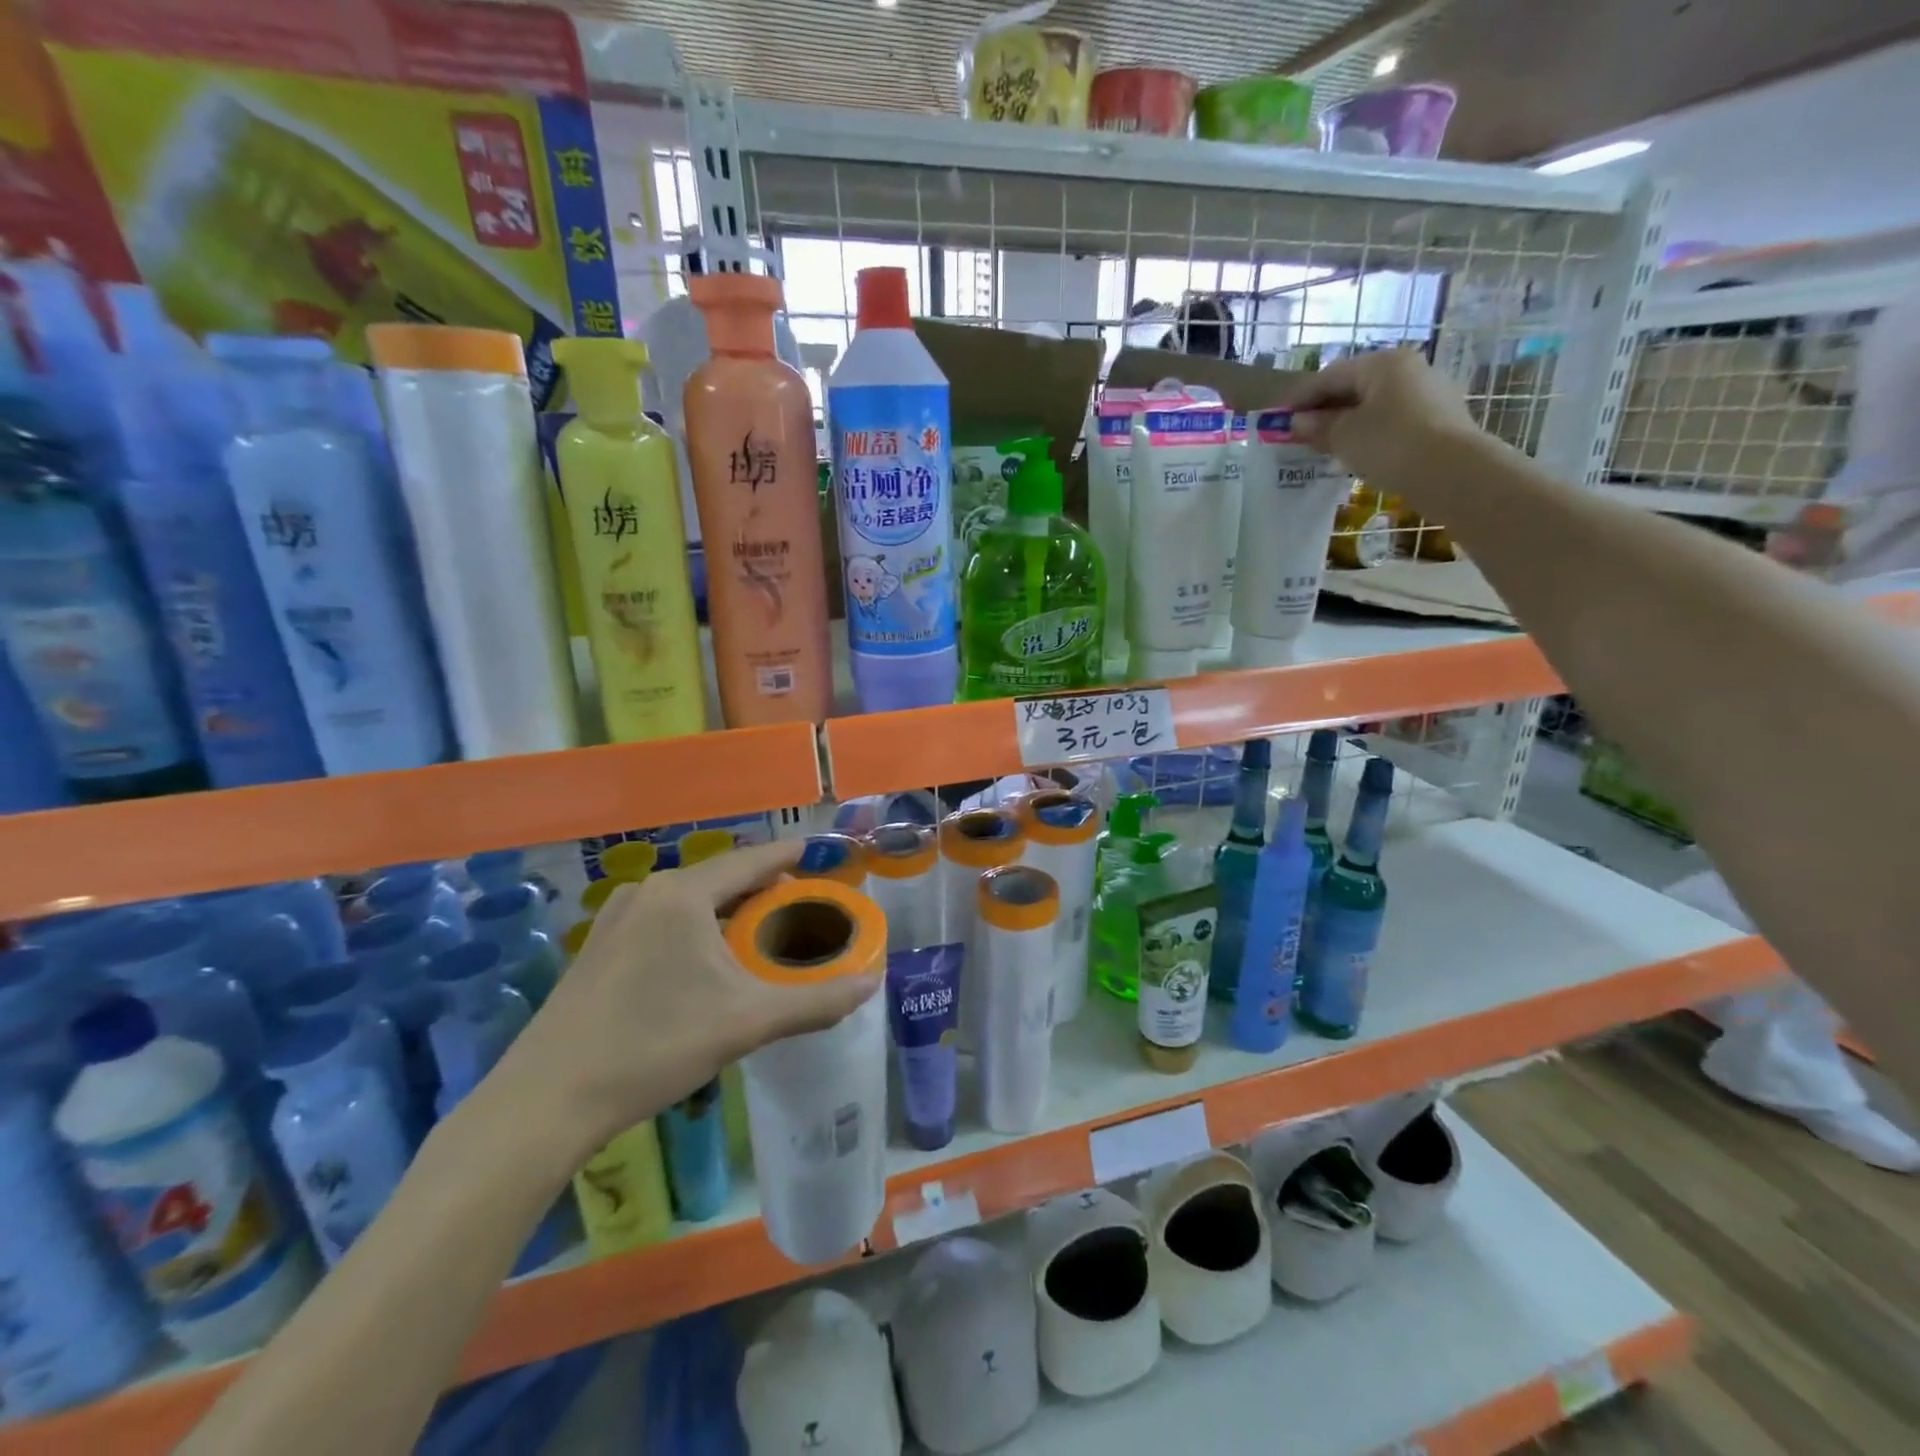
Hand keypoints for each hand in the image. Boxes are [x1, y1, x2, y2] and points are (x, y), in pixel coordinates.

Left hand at [493, 841, 882, 1152]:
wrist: (546, 1100)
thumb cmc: (654, 1045)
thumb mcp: (745, 1022)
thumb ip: (815, 1001)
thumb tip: (871, 984)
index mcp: (684, 894)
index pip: (751, 860)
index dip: (788, 855)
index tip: (816, 852)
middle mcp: (648, 891)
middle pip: (721, 877)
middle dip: (761, 888)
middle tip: (798, 906)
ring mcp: (616, 918)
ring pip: (690, 900)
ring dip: (727, 910)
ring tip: (758, 933)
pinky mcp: (598, 947)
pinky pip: (663, 920)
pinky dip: (696, 926)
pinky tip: (705, 960)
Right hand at [1282, 348, 1483, 487]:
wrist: (1451, 471)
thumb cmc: (1390, 444)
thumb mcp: (1344, 436)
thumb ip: (1317, 426)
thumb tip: (1297, 422)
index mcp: (1383, 363)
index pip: (1330, 376)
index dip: (1301, 398)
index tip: (1278, 418)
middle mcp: (1408, 369)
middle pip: (1355, 387)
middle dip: (1325, 410)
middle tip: (1299, 434)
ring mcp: (1428, 393)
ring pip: (1375, 405)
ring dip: (1347, 423)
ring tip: (1325, 446)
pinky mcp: (1439, 419)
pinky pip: (1393, 420)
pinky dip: (1369, 433)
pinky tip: (1357, 452)